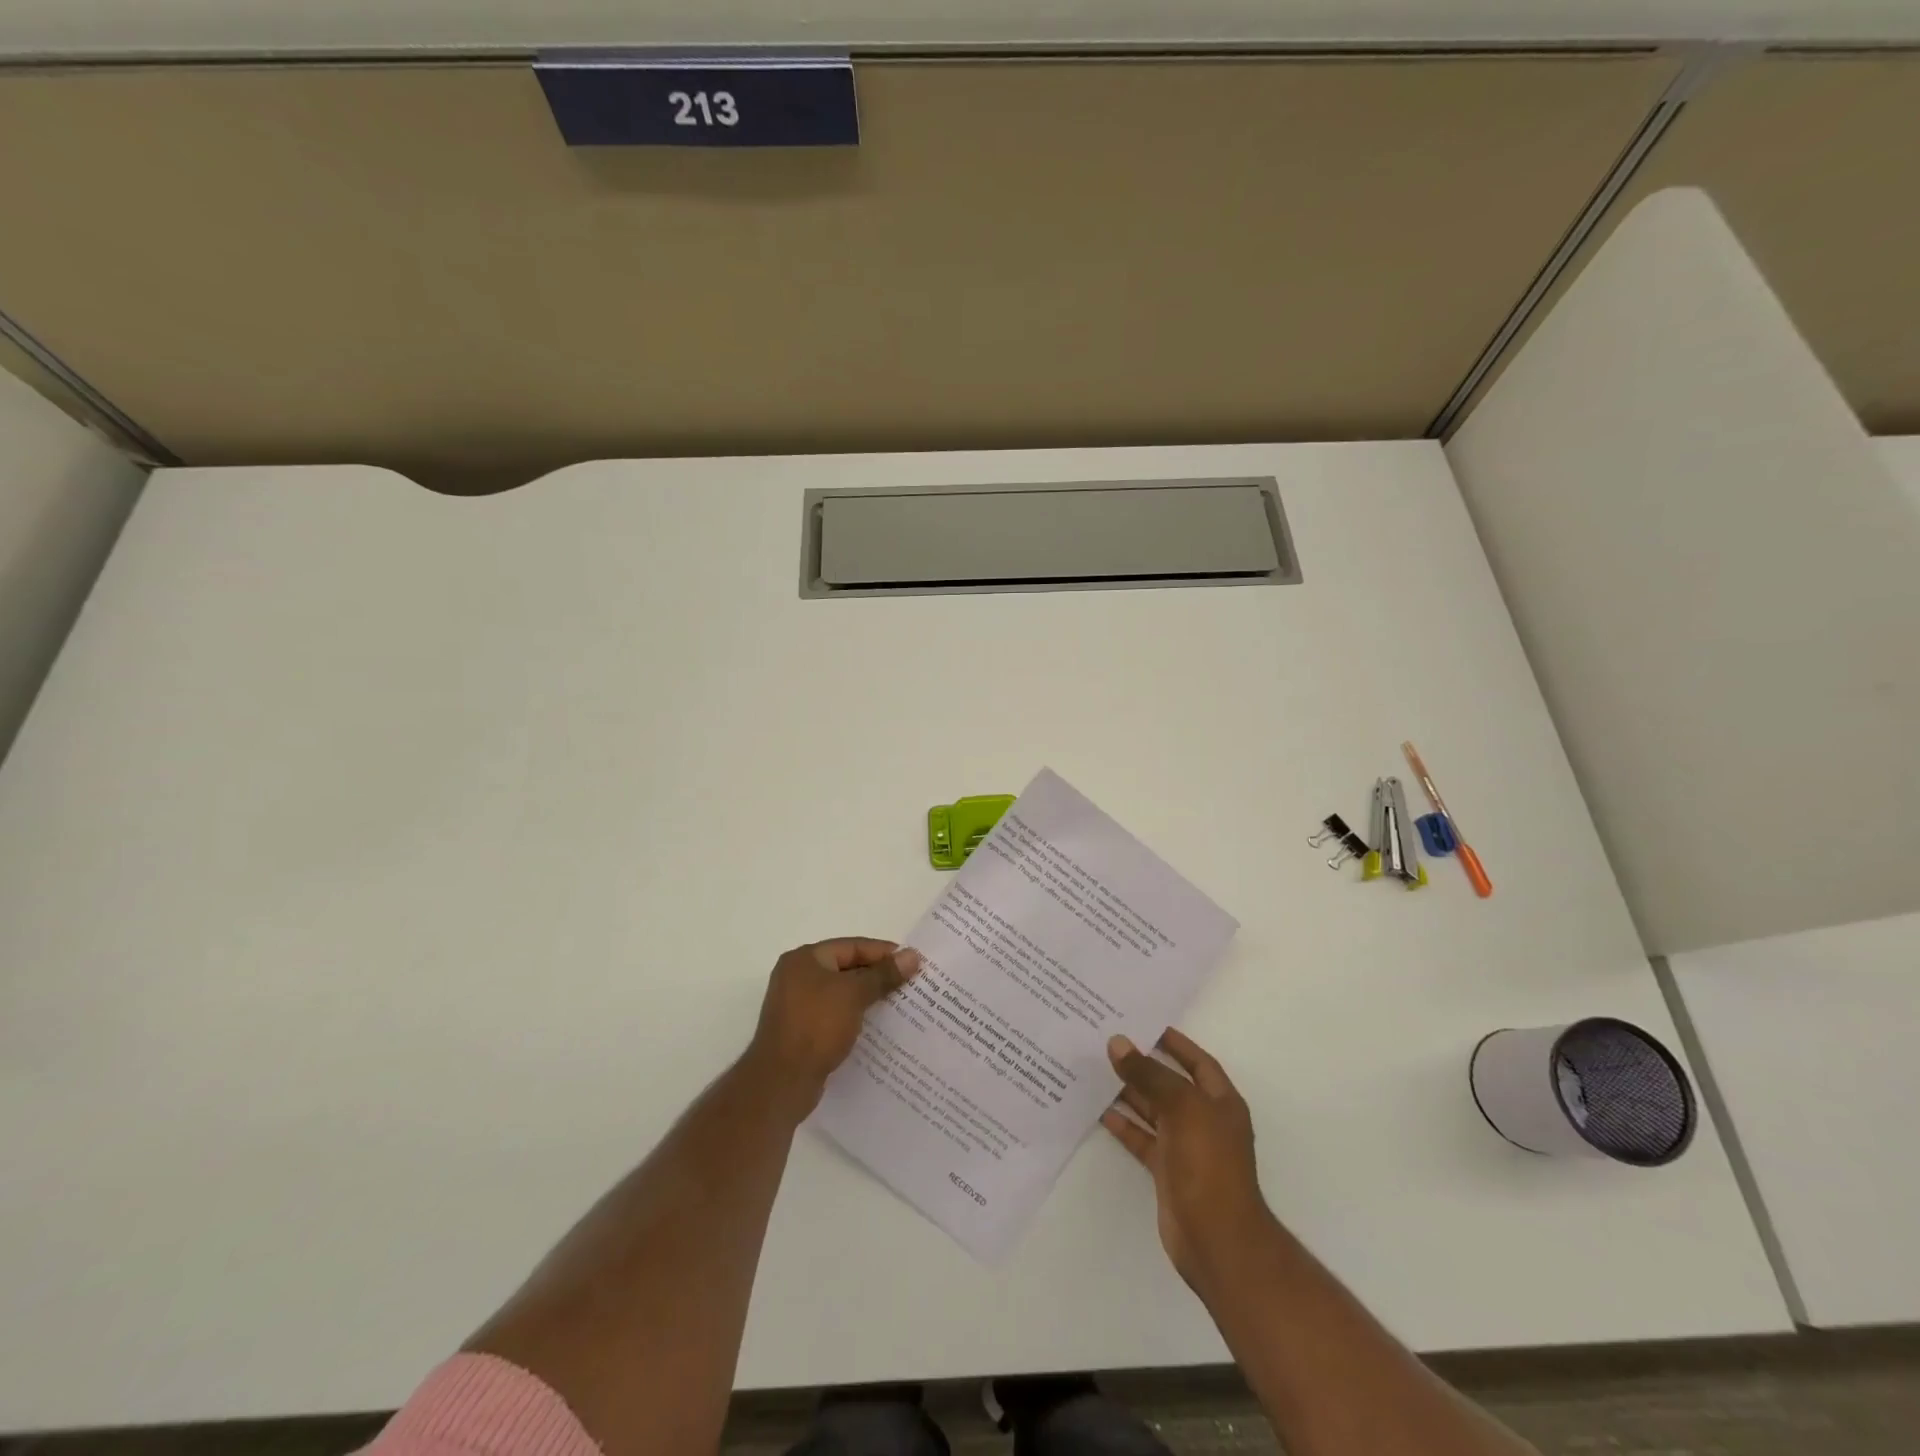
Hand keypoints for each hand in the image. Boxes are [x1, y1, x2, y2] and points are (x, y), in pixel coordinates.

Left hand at [746, 938, 920, 1115]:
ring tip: (900, 1004)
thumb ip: (883, 974)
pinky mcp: (802, 1030)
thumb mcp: (854, 994)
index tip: (912, 961)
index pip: (851, 946)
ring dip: (868, 997)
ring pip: (842, 993)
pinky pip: (835, 1014)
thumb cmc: (817, 1026)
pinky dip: (855, 1016)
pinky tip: (878, 1026)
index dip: (883, 952)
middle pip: (846, 968)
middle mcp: (797, 976)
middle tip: (911, 983)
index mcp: (804, 959)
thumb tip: (912, 955)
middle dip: (878, 975)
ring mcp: (797, 1005)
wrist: (781, 1081)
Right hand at [1102, 1028, 1274, 1290]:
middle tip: (1109, 1042)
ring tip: (1098, 1069)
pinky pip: (1143, 1138)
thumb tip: (1118, 1043)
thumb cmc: (1208, 1163)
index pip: (1197, 1061)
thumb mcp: (1182, 1108)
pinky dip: (1124, 1125)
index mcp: (1220, 1101)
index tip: (1144, 1024)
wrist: (1217, 1239)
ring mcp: (1186, 1147)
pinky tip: (1101, 1110)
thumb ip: (1149, 1075)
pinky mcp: (1167, 1170)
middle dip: (1144, 1065)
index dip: (1174, 1043)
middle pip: (1171, 1084)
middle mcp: (1204, 1120)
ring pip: (1154, 1110)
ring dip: (1130, 1092)